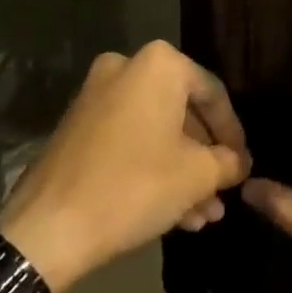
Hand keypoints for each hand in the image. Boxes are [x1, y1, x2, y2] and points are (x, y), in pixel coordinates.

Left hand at [0, 41, 251, 292]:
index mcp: (159, 64)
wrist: (48, 227)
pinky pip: (128, 139)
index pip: (213, 93)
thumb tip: (240, 162)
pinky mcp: (77, 125)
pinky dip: (151, 167)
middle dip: (204, 158)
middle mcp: (126, 67)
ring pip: (155, 130)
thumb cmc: (134, 186)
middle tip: (222, 193)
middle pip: (182, 112)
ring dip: (181, 170)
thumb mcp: (196, 176)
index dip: (233, 133)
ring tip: (202, 215)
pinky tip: (172, 212)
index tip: (243, 166)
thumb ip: (227, 162)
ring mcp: (96, 95)